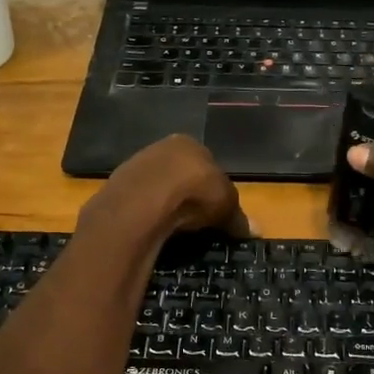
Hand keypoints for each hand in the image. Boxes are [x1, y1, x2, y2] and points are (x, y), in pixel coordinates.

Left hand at [81, 134, 251, 240]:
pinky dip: (146, 212)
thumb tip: (256, 230)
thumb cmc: (195, 193)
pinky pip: (138, 200)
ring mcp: (135, 164)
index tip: (215, 210)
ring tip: (173, 226)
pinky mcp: (117, 185)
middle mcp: (161, 147)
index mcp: (190, 144)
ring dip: (164, 203)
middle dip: (186, 194)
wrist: (145, 200)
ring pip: (156, 185)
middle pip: (179, 173)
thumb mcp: (226, 206)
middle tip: (194, 220)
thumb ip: (239, 217)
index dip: (212, 188)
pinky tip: (153, 226)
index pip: (206, 164)